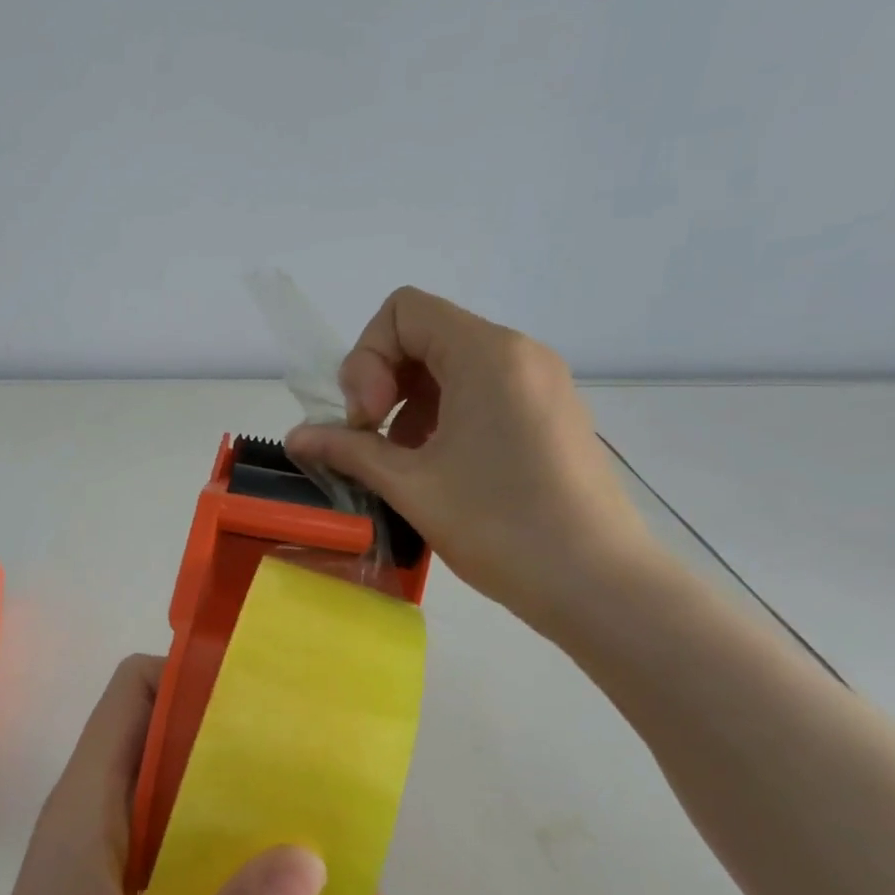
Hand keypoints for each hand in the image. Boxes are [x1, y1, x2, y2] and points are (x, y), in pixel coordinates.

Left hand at [0, 656, 331, 894]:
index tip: (263, 700)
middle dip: (253, 757)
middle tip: (323, 784)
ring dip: (262, 827)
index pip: (134, 693)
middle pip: (179, 744)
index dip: (191, 676)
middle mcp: (104, 816)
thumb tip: (310, 860)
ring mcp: (119, 860)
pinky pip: (198, 861)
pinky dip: (247, 876)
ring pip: (196, 807)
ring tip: (339, 873)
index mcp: (90, 805)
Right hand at [288, 286, 655, 632]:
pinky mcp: (550, 415)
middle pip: (426, 335)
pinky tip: (438, 470)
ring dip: (409, 406)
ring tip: (403, 465)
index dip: (367, 358)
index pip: (403, 310)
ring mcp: (540, 384)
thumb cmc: (500, 526)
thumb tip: (296, 437)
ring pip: (452, 367)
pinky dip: (444, 418)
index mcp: (487, 354)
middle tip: (373, 442)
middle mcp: (518, 353)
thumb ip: (347, 451)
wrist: (598, 583)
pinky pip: (481, 393)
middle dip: (383, 381)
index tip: (368, 419)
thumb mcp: (411, 486)